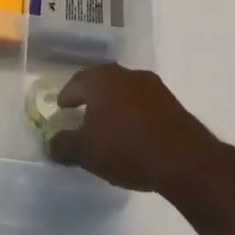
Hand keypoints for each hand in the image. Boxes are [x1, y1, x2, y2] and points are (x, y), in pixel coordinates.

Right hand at [47, 65, 234, 206]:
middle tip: (82, 114)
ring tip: (107, 127)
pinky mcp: (172, 104)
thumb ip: (62, 145)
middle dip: (90, 98)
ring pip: (124, 92)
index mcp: (101, 79)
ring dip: (114, 106)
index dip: (66, 97)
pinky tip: (132, 134)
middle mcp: (127, 75)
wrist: (184, 160)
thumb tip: (50, 143)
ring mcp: (153, 87)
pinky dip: (133, 115)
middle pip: (101, 83)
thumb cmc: (125, 148)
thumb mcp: (85, 151)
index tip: (61, 109)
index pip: (76, 83)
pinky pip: (143, 105)